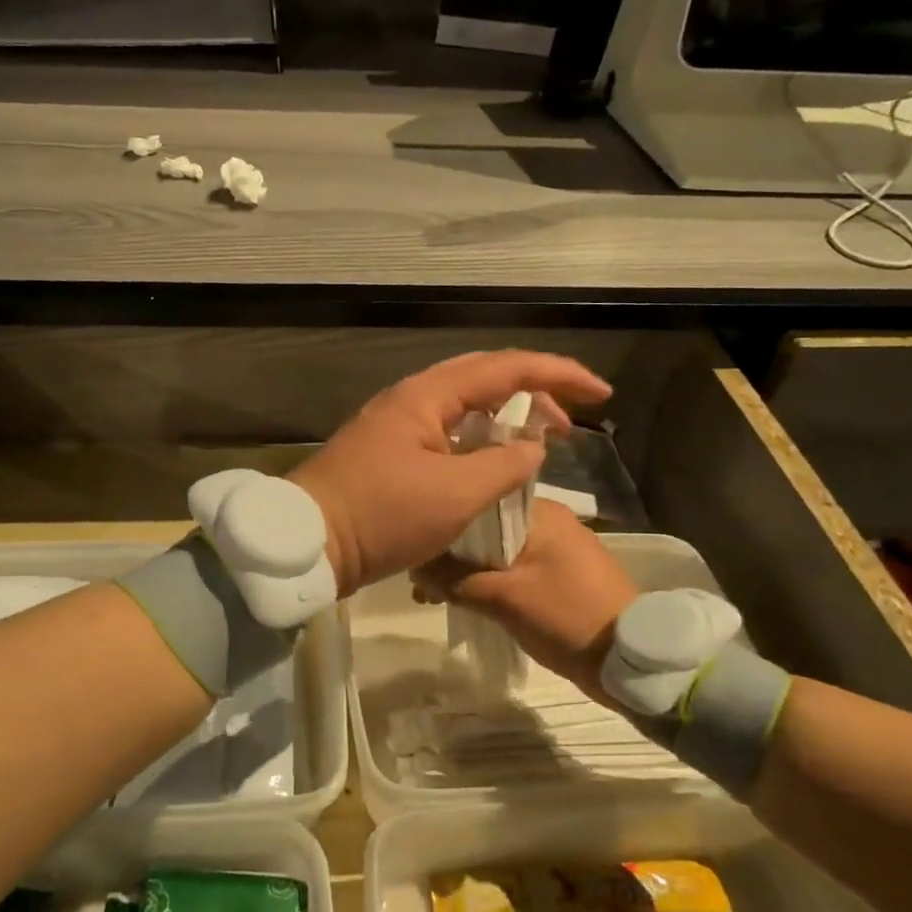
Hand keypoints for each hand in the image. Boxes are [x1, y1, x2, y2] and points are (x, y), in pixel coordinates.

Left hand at [287, 351, 610, 596]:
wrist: (310, 542)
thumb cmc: (382, 515)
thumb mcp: (455, 494)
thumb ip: (505, 465)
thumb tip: (533, 447)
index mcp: (427, 396)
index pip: (504, 368)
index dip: (558, 375)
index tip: (601, 394)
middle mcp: (412, 398)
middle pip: (485, 378)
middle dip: (535, 391)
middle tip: (573, 418)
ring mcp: (398, 424)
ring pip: (466, 405)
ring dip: (507, 417)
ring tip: (543, 441)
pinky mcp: (391, 451)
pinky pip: (448, 432)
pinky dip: (481, 440)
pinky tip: (496, 462)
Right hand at [411, 498, 637, 697]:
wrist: (632, 660)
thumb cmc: (567, 615)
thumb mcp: (504, 598)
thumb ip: (455, 580)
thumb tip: (415, 568)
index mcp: (541, 512)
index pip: (480, 500)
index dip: (447, 521)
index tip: (418, 543)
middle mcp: (549, 520)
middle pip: (486, 528)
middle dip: (453, 552)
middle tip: (422, 578)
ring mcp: (558, 548)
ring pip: (498, 551)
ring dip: (469, 570)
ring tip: (436, 594)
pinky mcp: (561, 575)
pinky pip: (515, 569)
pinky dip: (490, 581)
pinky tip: (465, 598)